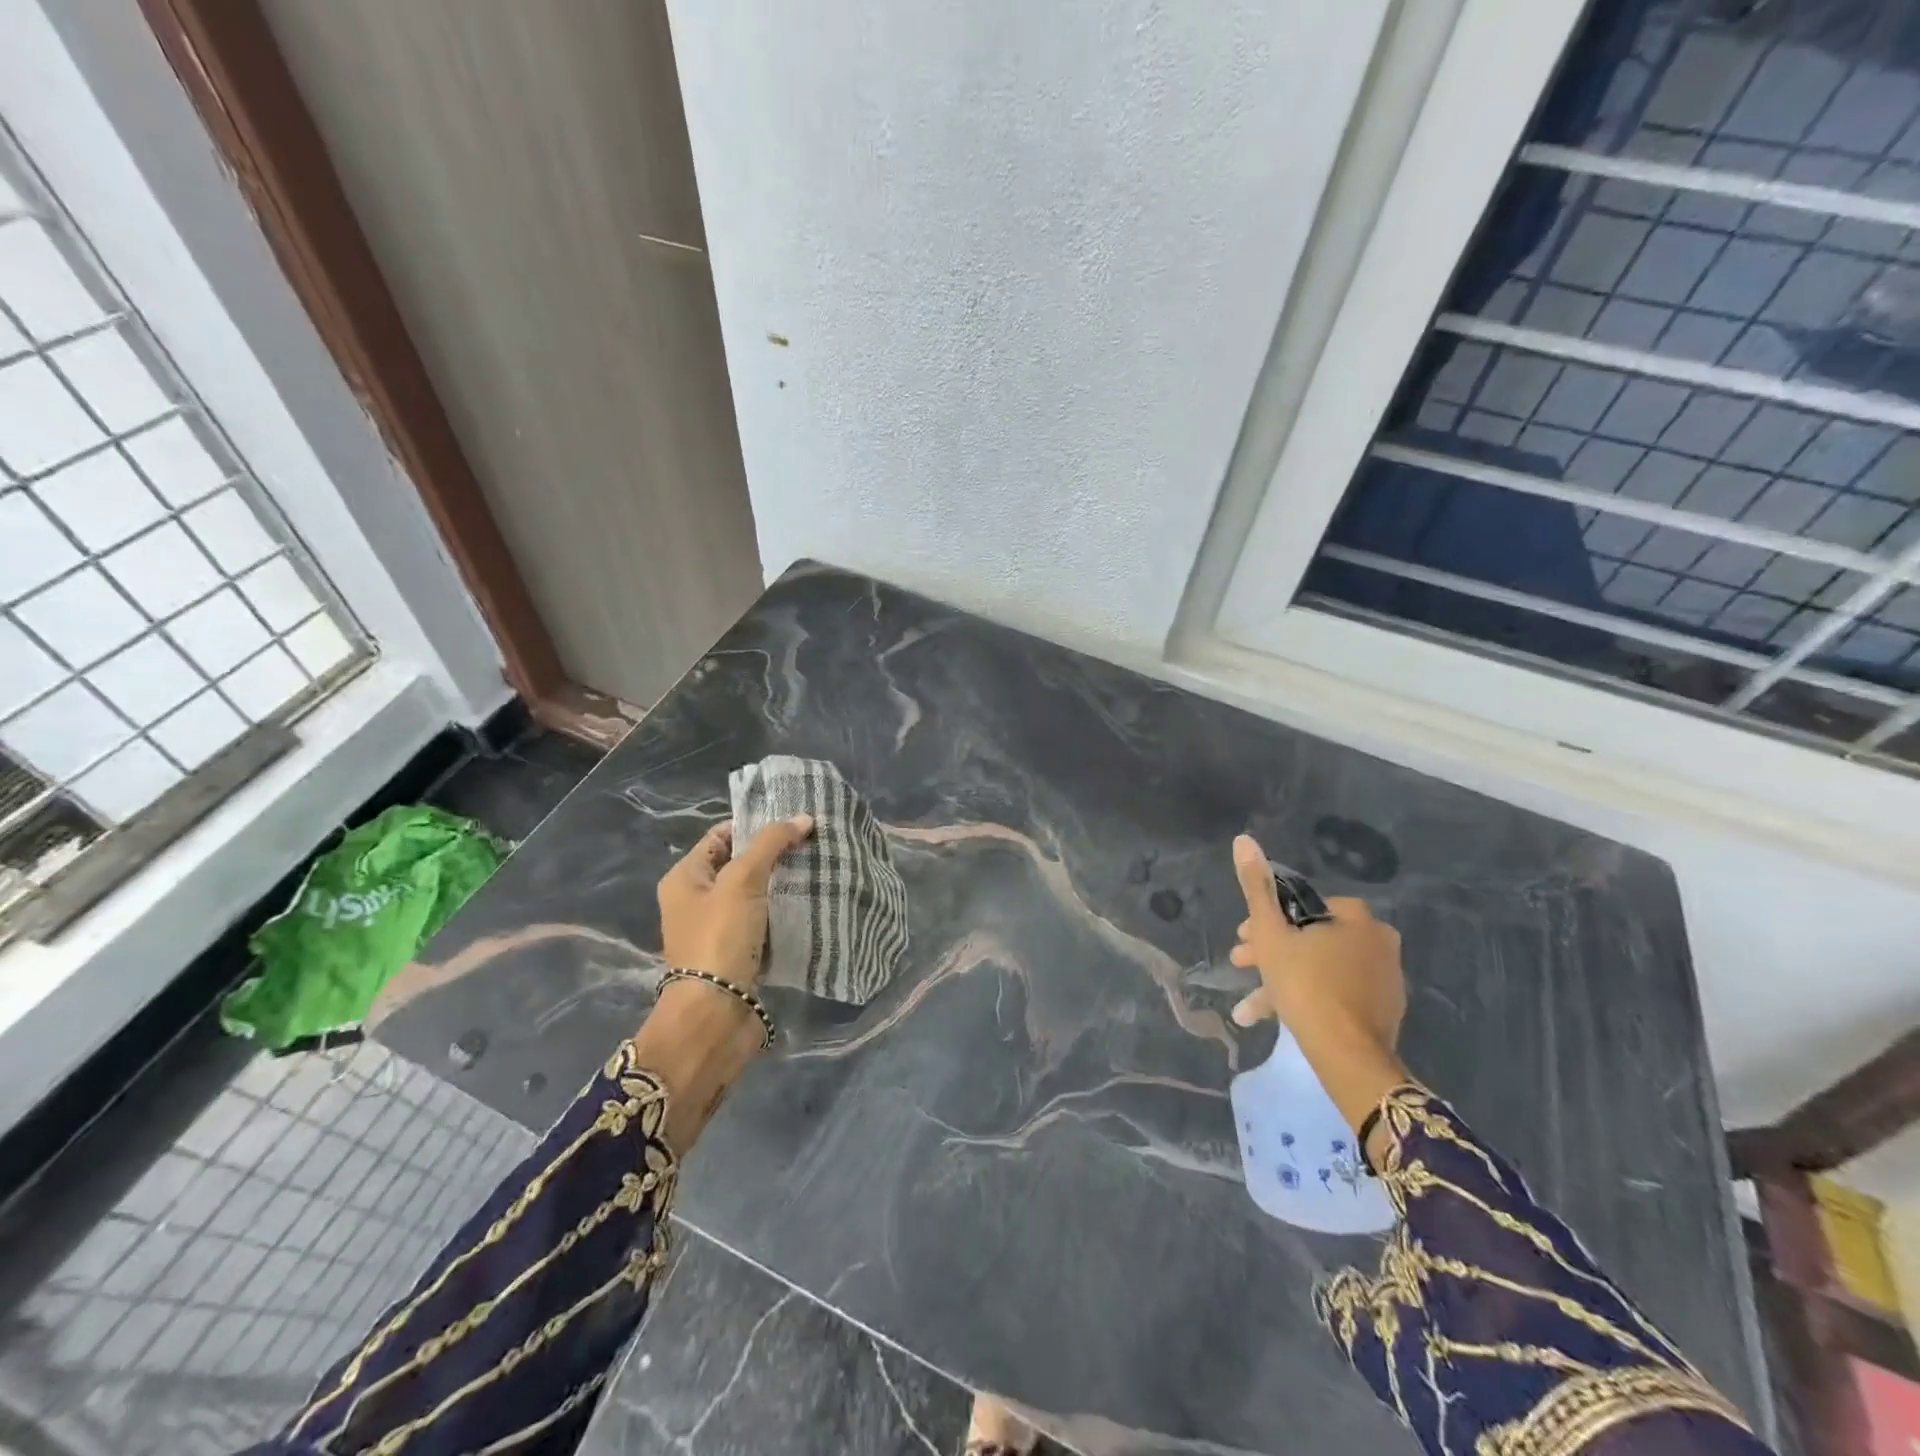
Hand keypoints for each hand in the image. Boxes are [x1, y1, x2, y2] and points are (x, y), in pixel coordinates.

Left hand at [658, 815, 813, 988]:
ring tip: (817, 869)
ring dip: (781, 884)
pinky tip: (809, 904)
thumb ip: (771, 844)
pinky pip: (762, 922)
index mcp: (684, 877)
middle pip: (739, 864)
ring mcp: (716, 929)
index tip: (794, 822)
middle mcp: (695, 900)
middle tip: (812, 844)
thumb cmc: (720, 937)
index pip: (721, 835)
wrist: (715, 1014)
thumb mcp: (742, 880)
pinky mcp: (737, 953)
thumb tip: (804, 817)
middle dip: (773, 855)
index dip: (755, 825)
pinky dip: (782, 913)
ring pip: (754, 894)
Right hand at [1227, 833, 1404, 1049]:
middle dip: (1271, 952)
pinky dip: (1307, 999)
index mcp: (1356, 916)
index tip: (1243, 939)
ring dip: (1282, 980)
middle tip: (1241, 966)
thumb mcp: (1270, 933)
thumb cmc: (1305, 984)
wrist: (1347, 1055)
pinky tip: (1277, 1018)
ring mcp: (1385, 978)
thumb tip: (1243, 839)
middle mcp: (1378, 940)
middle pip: (1310, 938)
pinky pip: (1337, 993)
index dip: (1266, 921)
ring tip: (1249, 1008)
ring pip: (1320, 968)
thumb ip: (1256, 887)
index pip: (1301, 906)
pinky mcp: (1383, 1010)